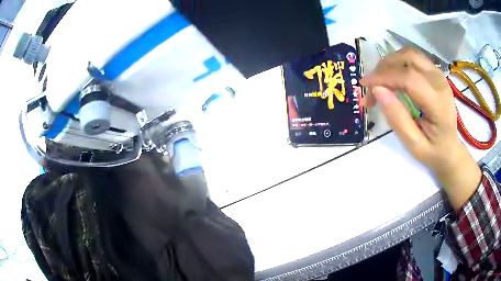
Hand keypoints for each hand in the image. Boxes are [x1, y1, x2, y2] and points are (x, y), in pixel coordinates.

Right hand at [361, 47, 480, 210]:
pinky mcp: (435, 72)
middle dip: (385, 67)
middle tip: (371, 87)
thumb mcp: (414, 145)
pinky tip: (393, 77)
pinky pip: (413, 58)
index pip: (409, 78)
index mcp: (438, 103)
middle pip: (408, 58)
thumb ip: (397, 119)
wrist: (450, 149)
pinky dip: (398, 62)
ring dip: (390, 62)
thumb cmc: (433, 151)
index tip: (364, 85)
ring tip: (380, 80)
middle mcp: (440, 82)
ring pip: (409, 54)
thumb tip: (377, 90)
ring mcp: (439, 74)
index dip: (384, 77)